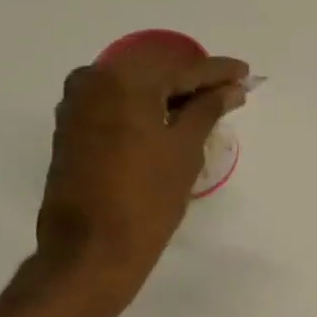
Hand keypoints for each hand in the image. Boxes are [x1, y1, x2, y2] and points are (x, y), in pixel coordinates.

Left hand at [35, 43, 247, 299]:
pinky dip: (144, 107)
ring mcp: (76, 103)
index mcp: (124, 80)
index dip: (218, 72)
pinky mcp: (71, 127)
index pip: (182, 68)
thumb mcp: (185, 150)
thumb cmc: (147, 199)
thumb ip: (207, 110)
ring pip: (133, 87)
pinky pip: (116, 104)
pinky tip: (170, 120)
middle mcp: (93, 79)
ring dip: (168, 94)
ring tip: (205, 106)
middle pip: (154, 71)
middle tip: (229, 90)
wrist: (91, 249)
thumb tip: (228, 90)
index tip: (245, 74)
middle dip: (193, 80)